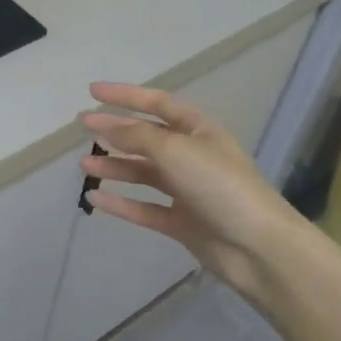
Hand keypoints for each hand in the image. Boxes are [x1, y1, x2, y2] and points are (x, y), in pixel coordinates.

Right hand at [80, 82, 310, 304]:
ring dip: (114, 167)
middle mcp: (192, 156)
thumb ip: (136, 136)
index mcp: (199, 131)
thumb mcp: (175, 150)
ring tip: (83, 165)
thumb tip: (104, 125)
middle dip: (115, 131)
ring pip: (143, 173)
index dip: (125, 95)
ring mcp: (187, 191)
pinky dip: (121, 203)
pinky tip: (96, 199)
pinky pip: (144, 208)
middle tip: (82, 127)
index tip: (92, 92)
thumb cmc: (219, 186)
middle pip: (147, 138)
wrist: (258, 248)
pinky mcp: (182, 223)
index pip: (157, 104)